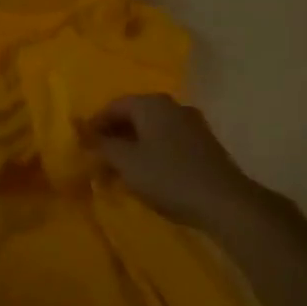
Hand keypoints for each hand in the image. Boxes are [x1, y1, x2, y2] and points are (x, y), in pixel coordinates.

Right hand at [88, 95, 255, 225]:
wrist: (224, 202)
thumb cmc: (168, 176)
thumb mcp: (127, 162)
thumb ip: (102, 145)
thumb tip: (83, 133)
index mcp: (151, 104)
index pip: (115, 105)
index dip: (95, 124)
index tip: (82, 145)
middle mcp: (172, 106)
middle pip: (134, 116)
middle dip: (114, 137)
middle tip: (99, 160)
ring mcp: (192, 124)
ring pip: (152, 130)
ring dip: (133, 147)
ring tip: (120, 171)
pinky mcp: (204, 144)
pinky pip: (168, 141)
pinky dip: (152, 153)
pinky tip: (147, 175)